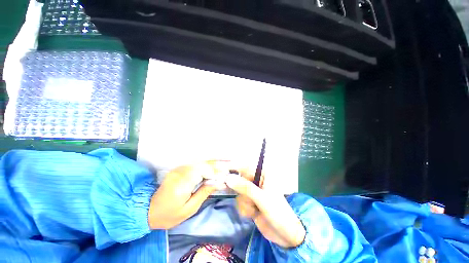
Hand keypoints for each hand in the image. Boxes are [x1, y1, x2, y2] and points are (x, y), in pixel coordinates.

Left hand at [148, 161, 228, 229]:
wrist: (149, 211)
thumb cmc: (170, 214)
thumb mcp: (189, 209)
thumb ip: (204, 193)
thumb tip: (218, 183)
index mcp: (182, 184)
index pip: (202, 170)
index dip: (214, 171)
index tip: (223, 176)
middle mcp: (180, 173)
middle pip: (202, 164)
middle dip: (214, 166)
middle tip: (225, 169)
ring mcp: (178, 169)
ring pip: (198, 163)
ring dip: (210, 165)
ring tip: (220, 169)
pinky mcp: (178, 169)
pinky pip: (194, 165)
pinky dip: (203, 166)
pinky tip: (209, 170)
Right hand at [225, 171, 305, 248]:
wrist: (286, 235)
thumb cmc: (278, 212)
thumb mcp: (262, 198)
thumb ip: (245, 187)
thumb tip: (228, 178)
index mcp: (263, 175)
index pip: (245, 167)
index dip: (234, 167)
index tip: (222, 169)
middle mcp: (257, 182)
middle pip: (240, 179)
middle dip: (238, 189)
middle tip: (236, 194)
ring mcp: (253, 193)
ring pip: (239, 192)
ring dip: (244, 202)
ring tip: (254, 209)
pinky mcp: (250, 203)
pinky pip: (240, 202)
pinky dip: (245, 209)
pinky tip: (253, 214)